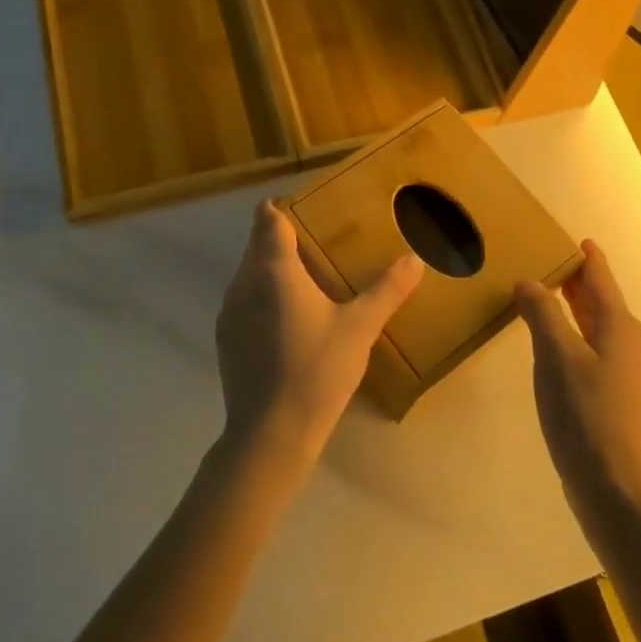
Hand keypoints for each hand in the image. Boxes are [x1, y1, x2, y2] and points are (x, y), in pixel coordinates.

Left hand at [215, 200, 423, 474]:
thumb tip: (415, 260)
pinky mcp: (226, 338)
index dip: (283, 207)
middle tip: (322, 246)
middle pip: (258, 243)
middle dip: (284, 238)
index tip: (309, 211)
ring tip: (310, 284)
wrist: (270, 434)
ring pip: (250, 273)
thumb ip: (387, 290)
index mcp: (274, 269)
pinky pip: (244, 300)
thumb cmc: (316, 370)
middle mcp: (244, 282)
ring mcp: (229, 311)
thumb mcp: (360, 328)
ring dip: (273, 269)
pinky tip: (291, 322)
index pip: (267, 218)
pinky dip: (264, 297)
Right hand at [515, 241, 640, 520]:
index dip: (588, 258)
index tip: (577, 238)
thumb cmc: (585, 412)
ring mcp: (623, 372)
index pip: (601, 279)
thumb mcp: (557, 356)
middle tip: (549, 261)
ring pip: (597, 326)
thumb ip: (542, 313)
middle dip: (578, 280)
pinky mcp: (613, 396)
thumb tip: (529, 281)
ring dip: (574, 308)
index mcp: (619, 327)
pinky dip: (573, 334)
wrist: (613, 484)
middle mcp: (628, 343)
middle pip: (601, 301)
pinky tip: (553, 344)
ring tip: (546, 295)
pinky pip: (592, 349)